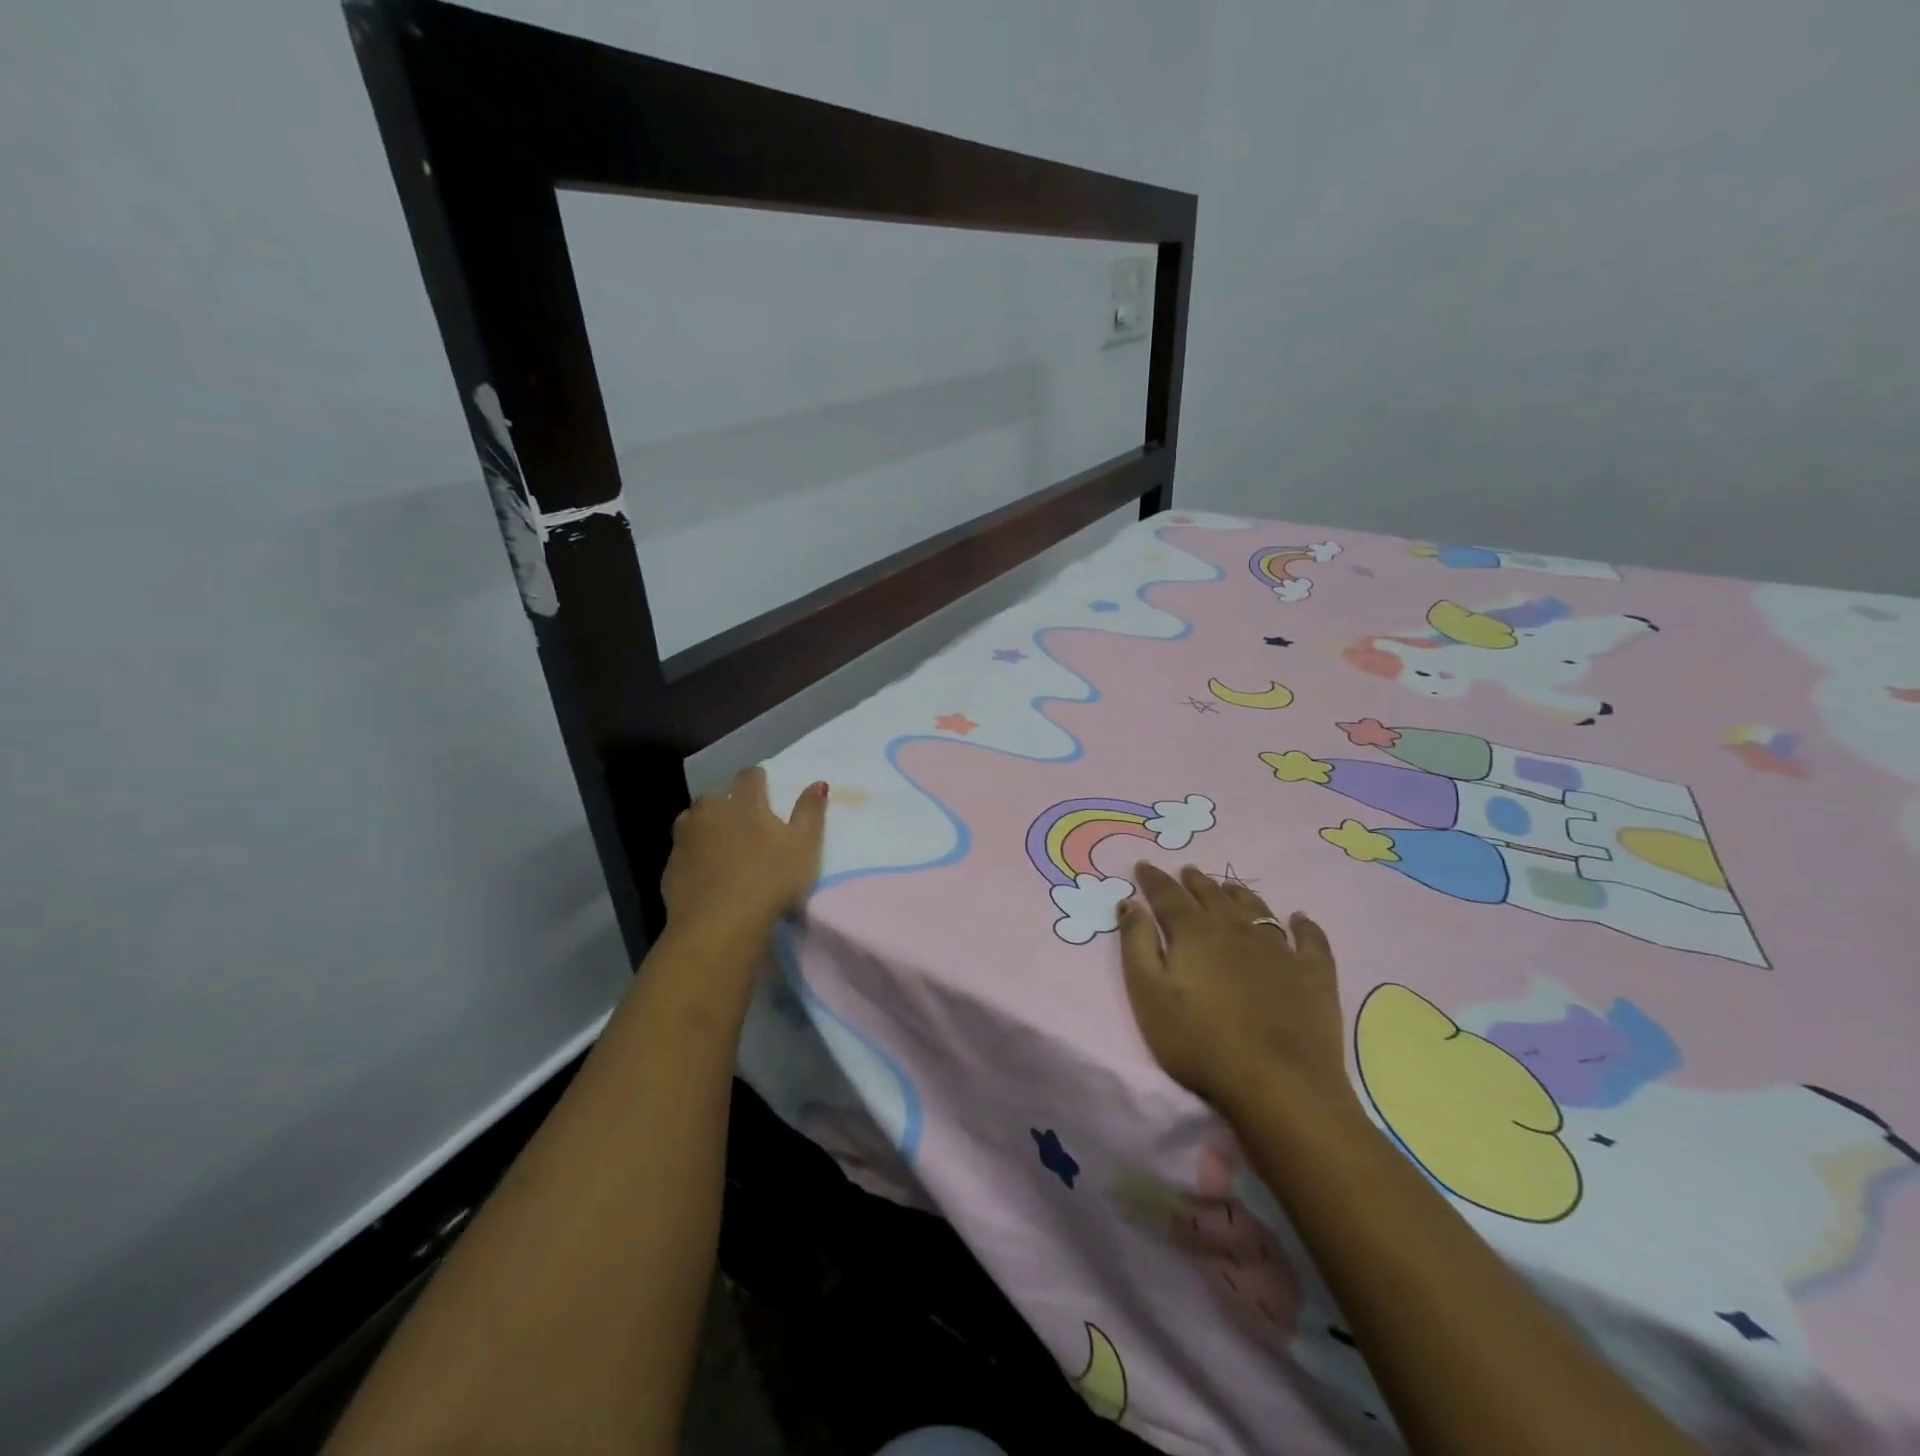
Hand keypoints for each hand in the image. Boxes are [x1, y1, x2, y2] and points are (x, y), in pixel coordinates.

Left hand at [660, 767, 827, 937]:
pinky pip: (682, 852)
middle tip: (743, 822)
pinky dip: (693, 856)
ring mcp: (685, 839)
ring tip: (720, 844)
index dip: (758, 780)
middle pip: (714, 796)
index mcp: (744, 803)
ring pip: (691, 820)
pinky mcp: (670, 868)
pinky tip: (705, 873)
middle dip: (726, 803)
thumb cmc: (771, 880)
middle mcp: (709, 813)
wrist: (719, 925)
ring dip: (704, 826)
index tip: (766, 789)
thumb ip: (810, 811)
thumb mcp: (804, 845)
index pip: (749, 776)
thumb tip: (818, 782)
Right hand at [1118, 863, 1358, 1126]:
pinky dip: (1304, 925)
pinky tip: (1300, 918)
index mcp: (1193, 933)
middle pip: (1211, 896)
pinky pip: (1309, 939)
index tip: (1144, 865)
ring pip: (1255, 909)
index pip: (1168, 895)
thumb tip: (1130, 902)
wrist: (1279, 1083)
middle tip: (1186, 871)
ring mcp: (1278, 949)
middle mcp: (1235, 929)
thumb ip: (1136, 944)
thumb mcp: (1148, 994)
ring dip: (1238, 894)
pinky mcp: (1313, 974)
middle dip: (1195, 882)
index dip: (1154, 879)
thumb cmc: (1199, 1042)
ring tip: (1228, 886)